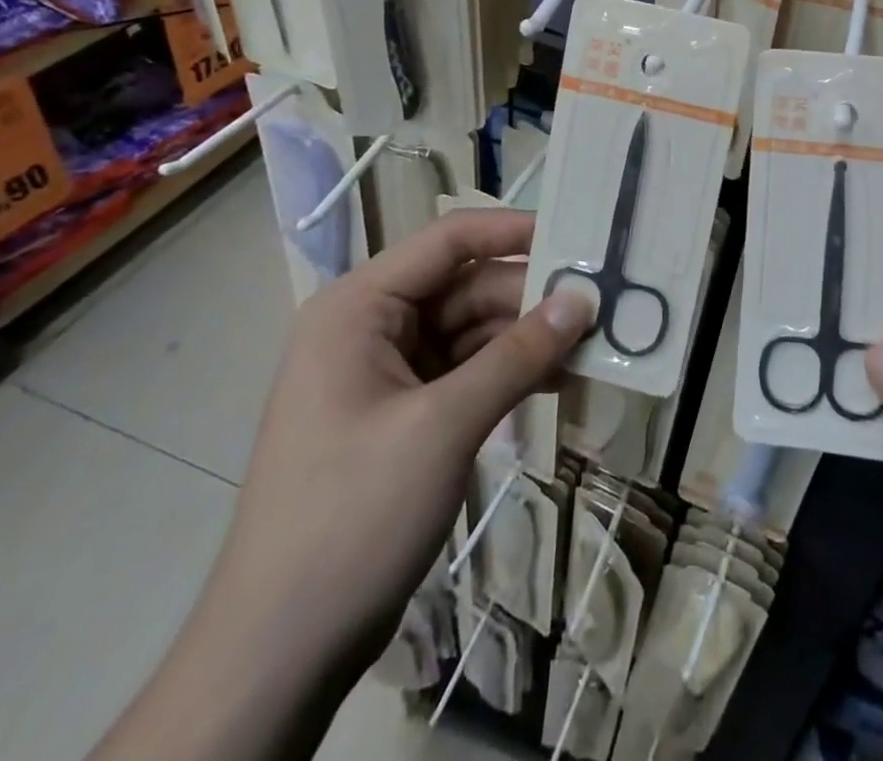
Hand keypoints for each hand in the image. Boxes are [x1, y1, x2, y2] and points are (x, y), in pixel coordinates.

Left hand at [87, 210, 591, 760]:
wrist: (280, 650)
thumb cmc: (353, 515)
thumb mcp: (444, 426)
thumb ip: (518, 355)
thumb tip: (583, 299)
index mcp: (359, 307)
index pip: (448, 241)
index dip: (514, 231)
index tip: (578, 238)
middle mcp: (371, 327)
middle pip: (466, 287)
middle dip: (531, 298)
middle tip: (602, 305)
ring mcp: (387, 372)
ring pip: (472, 331)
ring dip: (527, 339)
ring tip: (592, 345)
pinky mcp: (404, 413)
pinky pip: (466, 372)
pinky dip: (509, 374)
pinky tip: (559, 382)